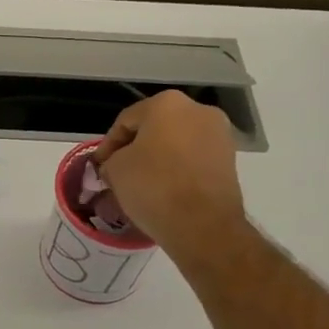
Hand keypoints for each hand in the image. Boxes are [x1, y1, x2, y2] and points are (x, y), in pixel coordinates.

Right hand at [92, 91, 246, 264]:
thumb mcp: (115, 170)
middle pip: (154, 128)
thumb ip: (111, 160)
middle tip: (117, 171)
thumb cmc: (154, 186)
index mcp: (166, 103)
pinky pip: (193, 158)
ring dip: (157, 158)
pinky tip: (164, 188)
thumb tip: (116, 165)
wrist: (203, 225)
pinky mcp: (230, 159)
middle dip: (135, 148)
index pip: (126, 121)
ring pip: (176, 142)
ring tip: (141, 182)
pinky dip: (177, 168)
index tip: (98, 166)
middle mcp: (197, 110)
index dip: (107, 144)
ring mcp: (219, 134)